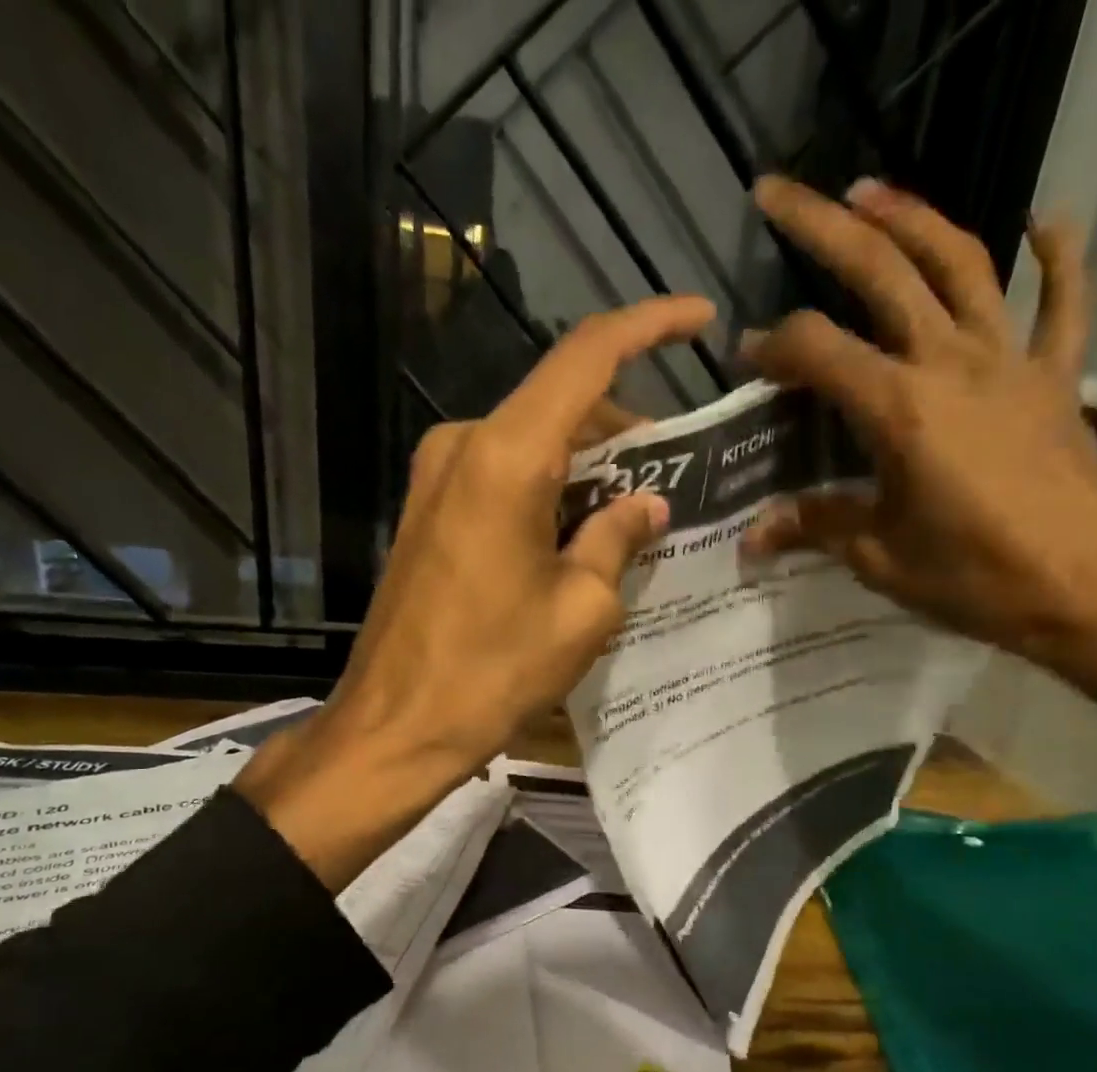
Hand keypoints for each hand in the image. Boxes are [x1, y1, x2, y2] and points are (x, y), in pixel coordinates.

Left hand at [238, 296, 713, 883]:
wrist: (396, 726)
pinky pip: (504, 477)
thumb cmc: (494, 672)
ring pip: (533, 443)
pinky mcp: (429, 511)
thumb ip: (619, 540)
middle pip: (561, 405)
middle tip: (675, 476)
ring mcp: (438, 477)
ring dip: (588, 467)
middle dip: (624, 431)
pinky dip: (550, 491)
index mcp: (508, 457)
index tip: (699, 319)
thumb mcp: (581, 610)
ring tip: (637, 516)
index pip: (587, 357)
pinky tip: (582, 533)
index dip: (649, 327)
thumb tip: (648, 505)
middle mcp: (465, 445)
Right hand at [741, 176, 1096, 791]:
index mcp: (900, 411)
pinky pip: (1064, 303)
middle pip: (882, 270)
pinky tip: (1045, 221)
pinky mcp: (1057, 378)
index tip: (747, 361)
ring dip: (913, 219)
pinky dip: (1058, 257)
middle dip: (822, 227)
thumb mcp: (882, 559)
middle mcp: (952, 364)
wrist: (1095, 590)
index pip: (818, 352)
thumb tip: (754, 534)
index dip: (773, 347)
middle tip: (777, 194)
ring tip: (871, 192)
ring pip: (962, 264)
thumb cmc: (978, 580)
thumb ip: (818, 527)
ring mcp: (1013, 362)